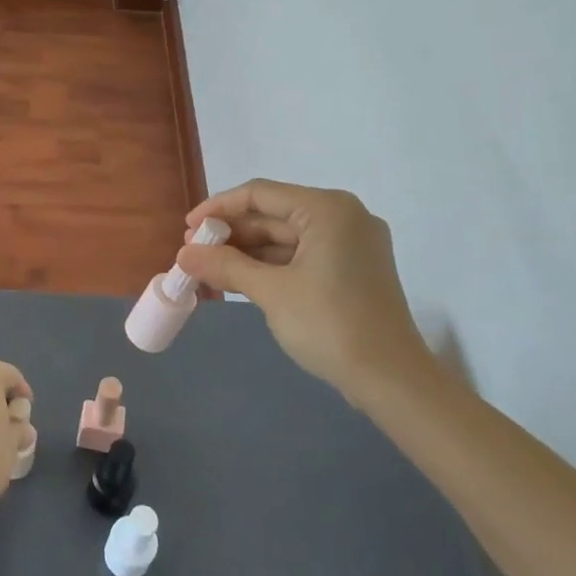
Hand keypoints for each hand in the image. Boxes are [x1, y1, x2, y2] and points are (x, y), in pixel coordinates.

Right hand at [177, 180, 432, 409]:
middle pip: (274, 214)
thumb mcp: (271, 291)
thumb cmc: (330, 324)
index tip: (187, 229)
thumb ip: (225, 266)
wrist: (392, 380)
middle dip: (232, 233)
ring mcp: (352, 243)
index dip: (218, 209)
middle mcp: (343, 216)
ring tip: (210, 268)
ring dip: (248, 251)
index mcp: (328, 209)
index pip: (260, 194)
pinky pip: (302, 255)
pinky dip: (271, 265)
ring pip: (287, 236)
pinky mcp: (353, 268)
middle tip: (194, 252)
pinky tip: (241, 279)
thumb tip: (183, 253)